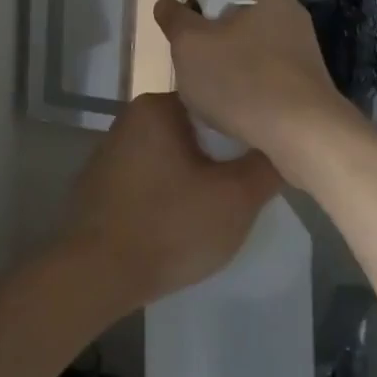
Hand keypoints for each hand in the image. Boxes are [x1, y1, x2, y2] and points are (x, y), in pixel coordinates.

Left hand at [57, 92, 279, 311]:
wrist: (95, 273)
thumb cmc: (168, 226)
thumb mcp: (234, 200)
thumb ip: (265, 168)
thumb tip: (281, 147)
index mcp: (157, 106)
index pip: (215, 103)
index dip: (244, 130)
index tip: (262, 157)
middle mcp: (131, 117)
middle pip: (194, 129)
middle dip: (220, 156)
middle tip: (245, 186)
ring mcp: (113, 148)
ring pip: (173, 153)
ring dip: (195, 174)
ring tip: (217, 205)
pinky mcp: (103, 179)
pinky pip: (150, 175)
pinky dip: (168, 190)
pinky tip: (180, 219)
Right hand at [153, 0, 362, 186]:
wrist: (304, 135)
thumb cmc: (241, 78)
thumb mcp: (189, 44)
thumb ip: (173, 18)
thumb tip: (167, 5)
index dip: (191, 6)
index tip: (181, 36)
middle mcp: (289, 10)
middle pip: (231, 18)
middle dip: (209, 40)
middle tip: (192, 66)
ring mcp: (301, 47)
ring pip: (246, 48)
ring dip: (226, 65)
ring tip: (211, 94)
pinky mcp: (307, 80)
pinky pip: (264, 74)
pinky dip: (246, 86)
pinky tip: (235, 109)